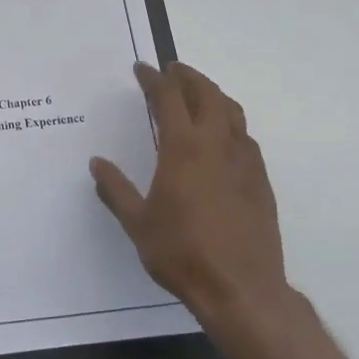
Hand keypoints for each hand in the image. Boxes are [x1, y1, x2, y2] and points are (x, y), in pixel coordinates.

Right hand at [90, 62, 291, 337]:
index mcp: (183, 149)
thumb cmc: (182, 253)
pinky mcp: (261, 182)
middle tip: (173, 70)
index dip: (154, 79)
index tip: (142, 69)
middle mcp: (217, 146)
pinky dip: (230, 123)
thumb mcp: (137, 223)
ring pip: (232, 112)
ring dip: (213, 95)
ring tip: (198, 94)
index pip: (169, 99)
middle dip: (188, 77)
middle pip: (207, 94)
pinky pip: (245, 138)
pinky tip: (222, 137)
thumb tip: (97, 163)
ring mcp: (244, 162)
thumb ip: (116, 189)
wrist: (241, 289)